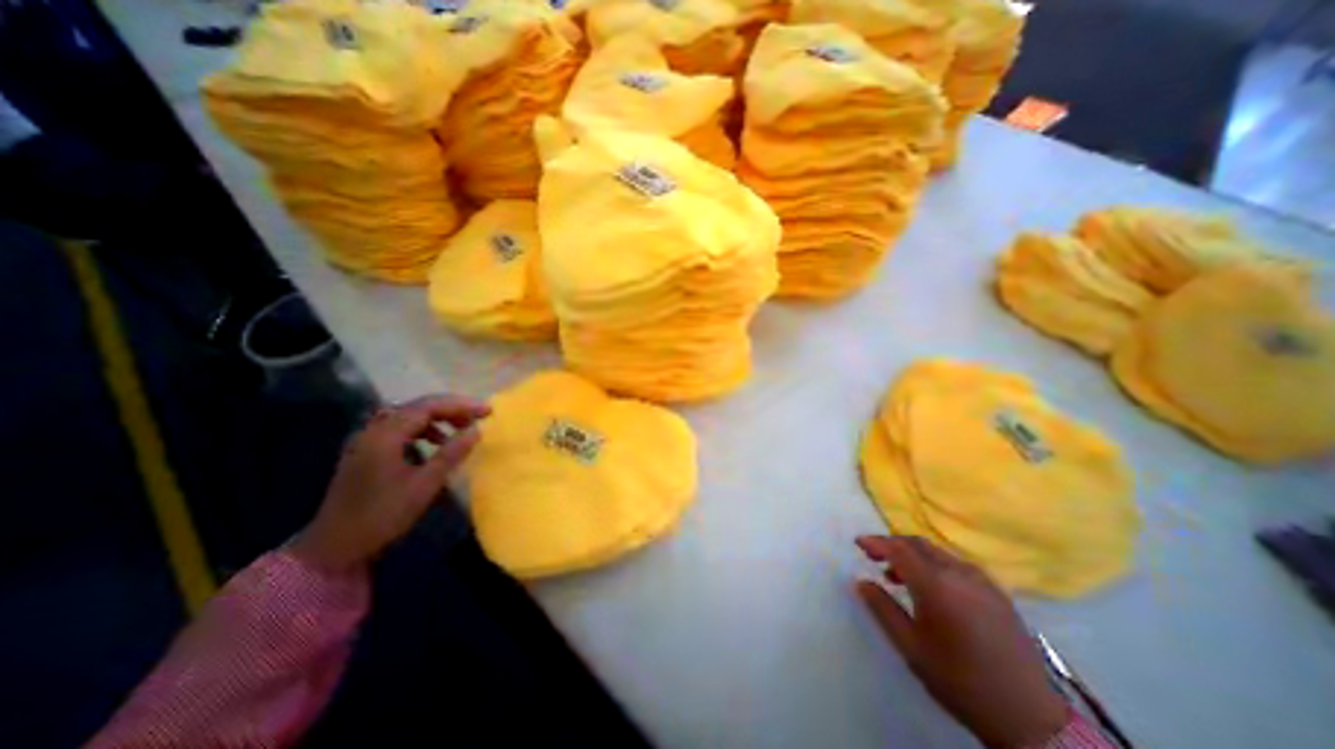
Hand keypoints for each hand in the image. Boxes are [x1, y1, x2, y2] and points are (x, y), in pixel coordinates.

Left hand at [287, 394, 489, 570]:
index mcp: (385, 436)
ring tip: (459, 430)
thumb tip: (477, 430)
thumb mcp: (424, 485)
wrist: (334, 549)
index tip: (487, 412)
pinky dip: (422, 429)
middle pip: (417, 407)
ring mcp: (367, 441)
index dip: (460, 405)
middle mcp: (373, 431)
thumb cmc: (383, 515)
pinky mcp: (366, 452)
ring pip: (408, 416)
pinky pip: (399, 429)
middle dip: (451, 409)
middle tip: (477, 418)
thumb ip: (451, 453)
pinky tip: (434, 444)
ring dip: (437, 418)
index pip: (428, 406)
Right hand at [860, 535, 1069, 746]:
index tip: (858, 543)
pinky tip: (932, 587)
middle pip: (918, 544)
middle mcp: (959, 574)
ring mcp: (982, 581)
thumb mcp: (911, 647)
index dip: (876, 542)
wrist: (1031, 719)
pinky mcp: (997, 593)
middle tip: (874, 556)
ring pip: (938, 552)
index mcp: (936, 585)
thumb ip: (882, 608)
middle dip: (893, 544)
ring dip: (913, 555)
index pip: (898, 549)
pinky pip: (957, 565)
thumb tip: (861, 582)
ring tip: (899, 576)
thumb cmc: (960, 681)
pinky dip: (935, 565)